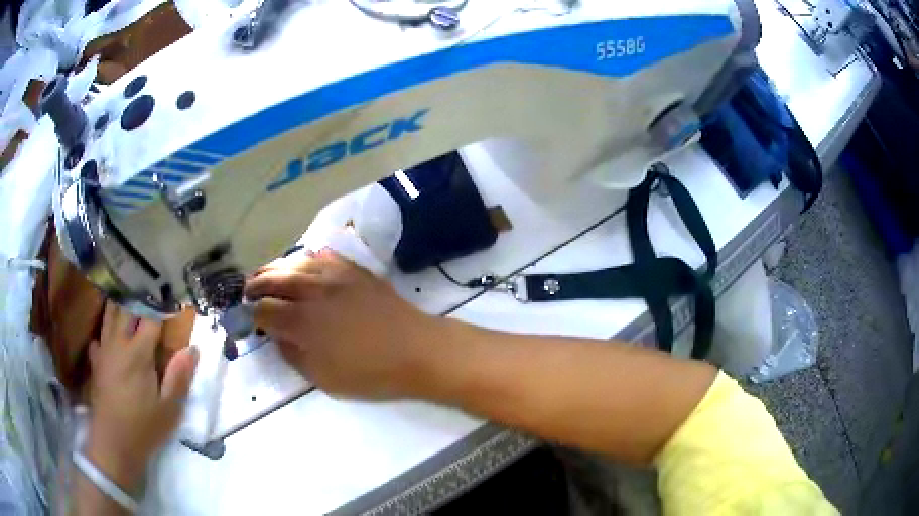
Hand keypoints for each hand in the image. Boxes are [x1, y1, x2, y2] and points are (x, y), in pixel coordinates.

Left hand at [86, 303, 197, 490]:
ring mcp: (104, 350)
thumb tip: (192, 348)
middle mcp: (118, 343)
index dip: (163, 306)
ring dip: (122, 304)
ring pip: (110, 314)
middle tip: (153, 295)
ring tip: (132, 301)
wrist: (114, 444)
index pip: (151, 317)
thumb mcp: (170, 409)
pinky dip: (106, 329)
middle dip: (141, 297)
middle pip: (127, 307)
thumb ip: (179, 377)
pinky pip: (99, 335)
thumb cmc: (144, 428)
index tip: (174, 299)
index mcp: (138, 353)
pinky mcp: (96, 361)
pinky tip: (112, 336)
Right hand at [245, 250, 445, 399]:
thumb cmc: (371, 373)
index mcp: (302, 323)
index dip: (253, 314)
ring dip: (276, 267)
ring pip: (296, 263)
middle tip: (248, 290)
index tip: (249, 317)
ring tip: (267, 273)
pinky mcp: (354, 270)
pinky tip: (303, 263)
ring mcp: (335, 276)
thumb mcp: (325, 378)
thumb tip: (277, 335)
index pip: (265, 311)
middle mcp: (313, 292)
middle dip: (256, 284)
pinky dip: (307, 258)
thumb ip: (294, 355)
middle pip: (274, 279)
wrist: (417, 349)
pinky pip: (324, 256)